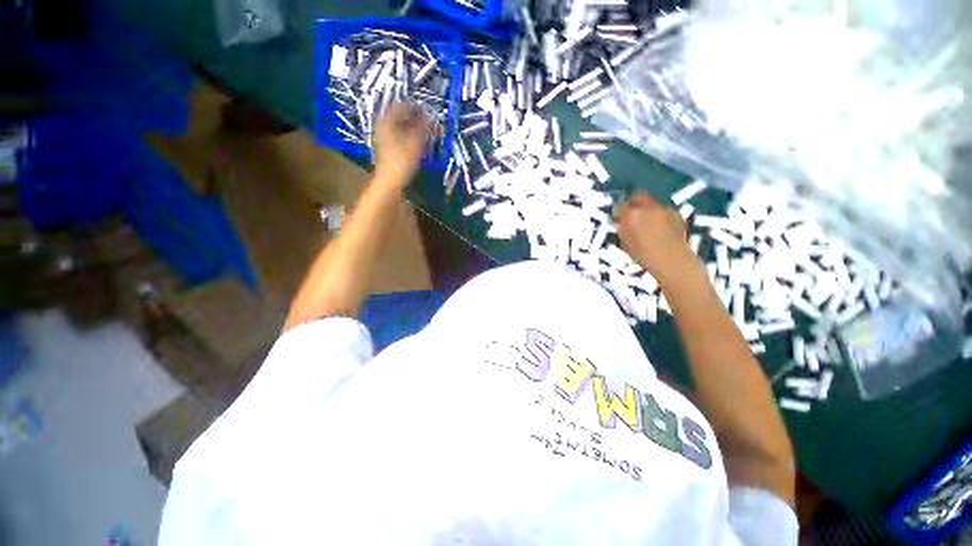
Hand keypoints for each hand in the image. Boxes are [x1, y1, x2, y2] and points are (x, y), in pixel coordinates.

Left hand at [373, 102, 431, 188]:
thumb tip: (429, 116)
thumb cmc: (402, 161)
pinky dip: (407, 135)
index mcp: (386, 121)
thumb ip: (423, 127)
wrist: (390, 181)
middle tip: (427, 122)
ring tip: (423, 132)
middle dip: (414, 117)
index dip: (415, 108)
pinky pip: (397, 135)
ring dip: (411, 127)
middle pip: (399, 115)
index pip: (401, 105)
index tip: (427, 112)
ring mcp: (382, 136)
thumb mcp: (416, 143)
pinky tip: (415, 142)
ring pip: (398, 125)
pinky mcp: (385, 147)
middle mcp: (382, 125)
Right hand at [616, 192, 693, 281]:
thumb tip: (621, 224)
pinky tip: (662, 228)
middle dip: (634, 202)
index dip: (618, 211)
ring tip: (648, 222)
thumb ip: (622, 230)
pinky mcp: (677, 214)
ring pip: (652, 203)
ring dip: (648, 210)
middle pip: (638, 196)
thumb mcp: (625, 244)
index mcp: (631, 215)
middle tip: (632, 213)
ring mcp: (664, 209)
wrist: (672, 261)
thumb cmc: (643, 256)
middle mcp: (647, 208)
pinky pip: (664, 211)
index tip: (618, 217)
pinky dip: (660, 216)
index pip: (620, 206)